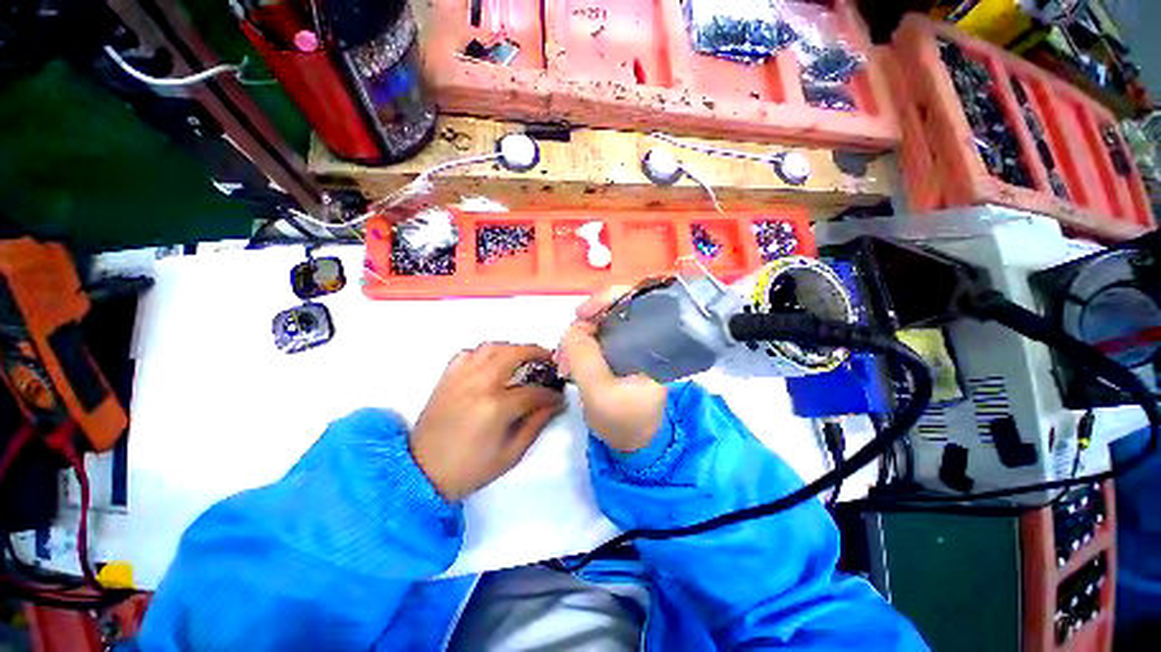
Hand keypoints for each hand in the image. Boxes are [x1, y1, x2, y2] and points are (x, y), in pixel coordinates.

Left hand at [411, 343, 563, 501]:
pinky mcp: (447, 378)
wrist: (422, 473)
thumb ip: (536, 425)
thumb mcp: (511, 454)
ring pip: (491, 347)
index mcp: (496, 407)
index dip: (551, 394)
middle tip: (548, 359)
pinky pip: (467, 353)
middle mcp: (479, 384)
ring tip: (523, 356)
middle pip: (513, 354)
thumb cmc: (470, 469)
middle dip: (536, 352)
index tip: (559, 396)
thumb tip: (554, 404)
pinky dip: (483, 353)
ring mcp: (460, 377)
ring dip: (512, 348)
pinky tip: (491, 363)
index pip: (533, 391)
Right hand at [557, 288, 667, 452]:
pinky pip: (597, 339)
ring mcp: (631, 344)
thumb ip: (585, 359)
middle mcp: (645, 336)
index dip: (607, 298)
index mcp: (653, 341)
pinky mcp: (619, 354)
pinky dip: (580, 346)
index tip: (581, 314)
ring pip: (601, 325)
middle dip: (585, 323)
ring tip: (563, 361)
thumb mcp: (601, 393)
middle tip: (565, 347)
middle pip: (614, 309)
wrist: (632, 442)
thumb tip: (572, 329)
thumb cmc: (624, 420)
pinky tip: (568, 361)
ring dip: (578, 337)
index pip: (636, 300)